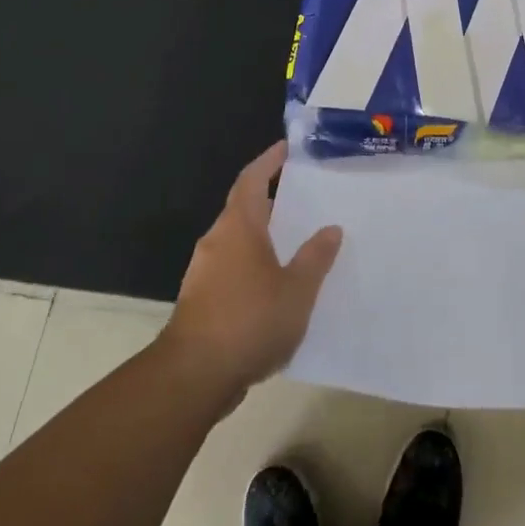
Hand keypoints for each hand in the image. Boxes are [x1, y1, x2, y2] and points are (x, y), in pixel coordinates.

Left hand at [161, 141, 341, 406]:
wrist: (194, 376)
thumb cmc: (249, 320)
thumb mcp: (297, 289)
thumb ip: (315, 257)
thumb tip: (330, 228)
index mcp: (238, 227)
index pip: (252, 180)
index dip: (268, 161)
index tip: (286, 148)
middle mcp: (217, 241)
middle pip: (244, 209)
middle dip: (271, 202)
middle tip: (304, 200)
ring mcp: (204, 272)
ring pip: (238, 242)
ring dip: (264, 238)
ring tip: (296, 244)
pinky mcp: (201, 301)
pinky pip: (232, 269)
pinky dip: (254, 266)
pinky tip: (276, 288)